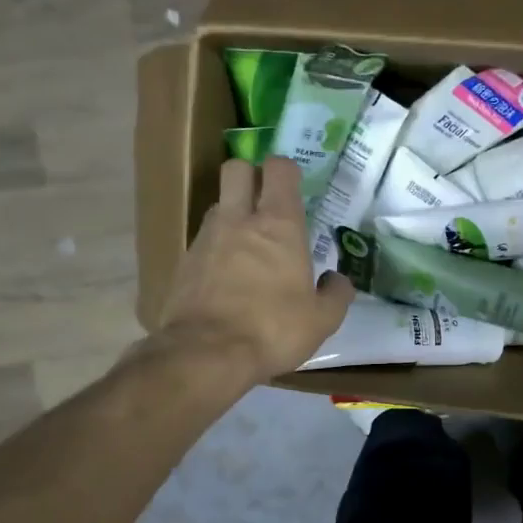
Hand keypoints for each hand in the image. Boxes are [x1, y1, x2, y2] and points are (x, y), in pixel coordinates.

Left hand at [153, 157, 353, 383]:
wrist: (206, 353)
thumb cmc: (273, 330)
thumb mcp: (322, 320)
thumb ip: (336, 294)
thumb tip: (337, 280)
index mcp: (279, 225)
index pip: (279, 169)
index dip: (287, 170)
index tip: (296, 186)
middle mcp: (239, 220)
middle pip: (237, 168)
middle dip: (251, 174)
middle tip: (266, 201)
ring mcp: (206, 238)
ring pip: (218, 203)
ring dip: (233, 212)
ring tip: (248, 243)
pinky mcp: (184, 262)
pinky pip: (203, 239)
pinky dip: (216, 246)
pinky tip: (226, 275)